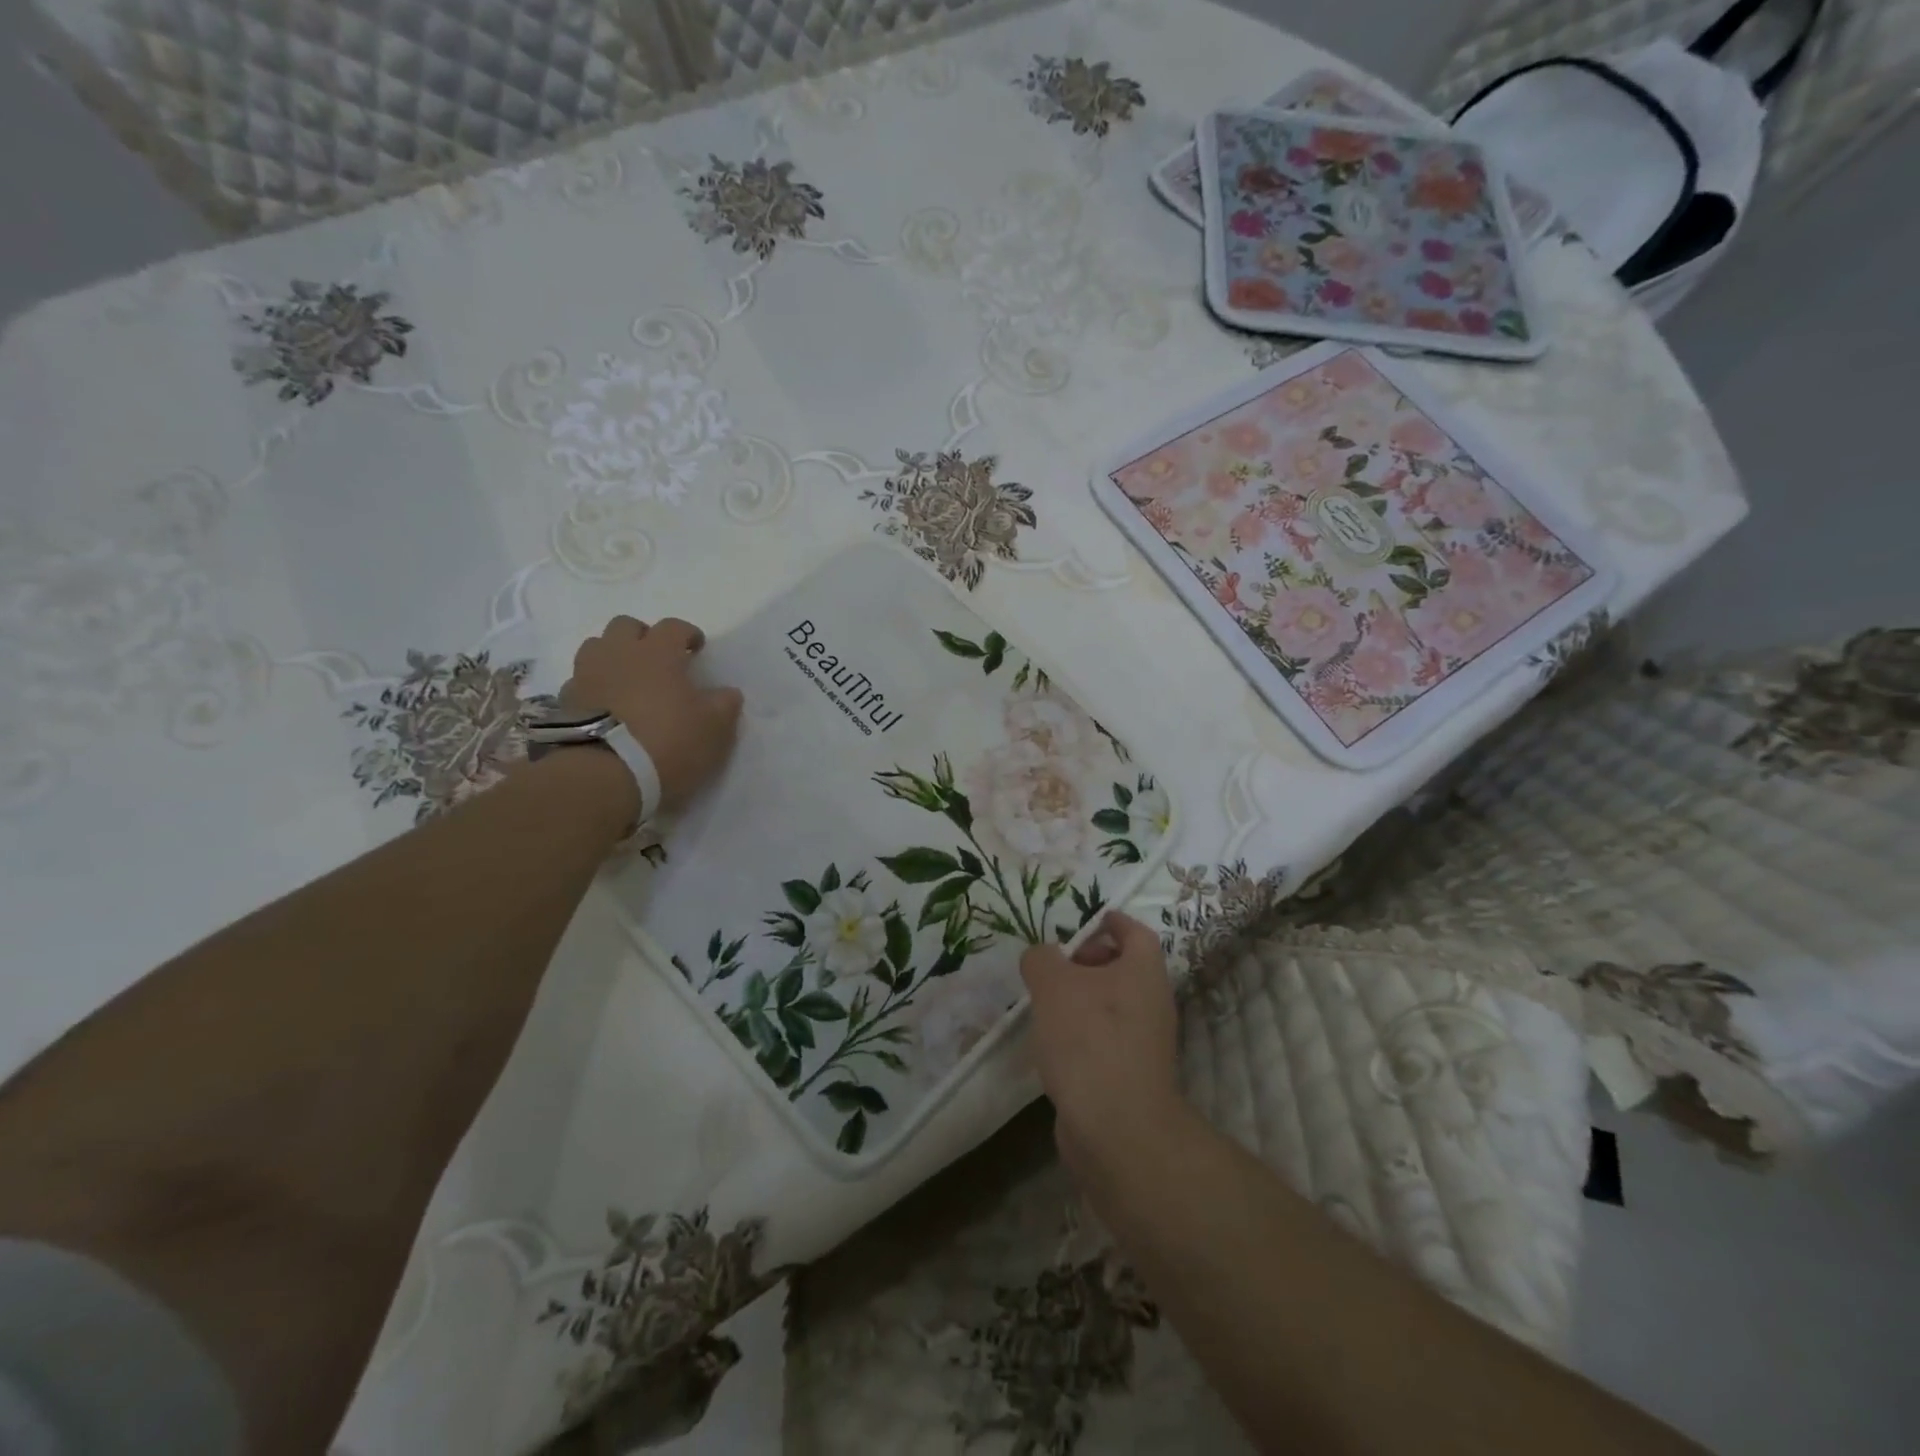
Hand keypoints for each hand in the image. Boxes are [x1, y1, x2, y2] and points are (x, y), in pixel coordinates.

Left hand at [561, 616, 743, 812]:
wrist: (604, 775)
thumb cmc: (668, 742)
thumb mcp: (714, 728)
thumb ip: (724, 704)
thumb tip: (728, 693)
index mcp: (657, 652)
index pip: (673, 627)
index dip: (687, 633)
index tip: (696, 646)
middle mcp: (618, 654)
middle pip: (626, 626)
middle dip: (643, 636)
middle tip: (657, 658)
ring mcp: (586, 675)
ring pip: (596, 647)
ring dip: (613, 656)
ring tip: (627, 678)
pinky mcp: (564, 701)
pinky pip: (581, 681)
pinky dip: (594, 686)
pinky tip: (606, 706)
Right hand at [1020, 912, 1186, 1182]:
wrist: (1116, 1128)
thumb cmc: (1088, 1039)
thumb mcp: (1053, 984)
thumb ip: (1041, 959)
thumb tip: (1041, 958)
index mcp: (1144, 971)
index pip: (1134, 932)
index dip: (1110, 921)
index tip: (1083, 922)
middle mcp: (1152, 1002)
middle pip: (1123, 968)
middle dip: (1088, 962)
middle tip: (1054, 968)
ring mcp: (1145, 1042)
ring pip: (1112, 1006)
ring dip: (1081, 1000)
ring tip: (1044, 1005)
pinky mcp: (1131, 1075)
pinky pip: (1105, 1039)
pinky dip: (1082, 1034)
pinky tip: (1052, 1046)